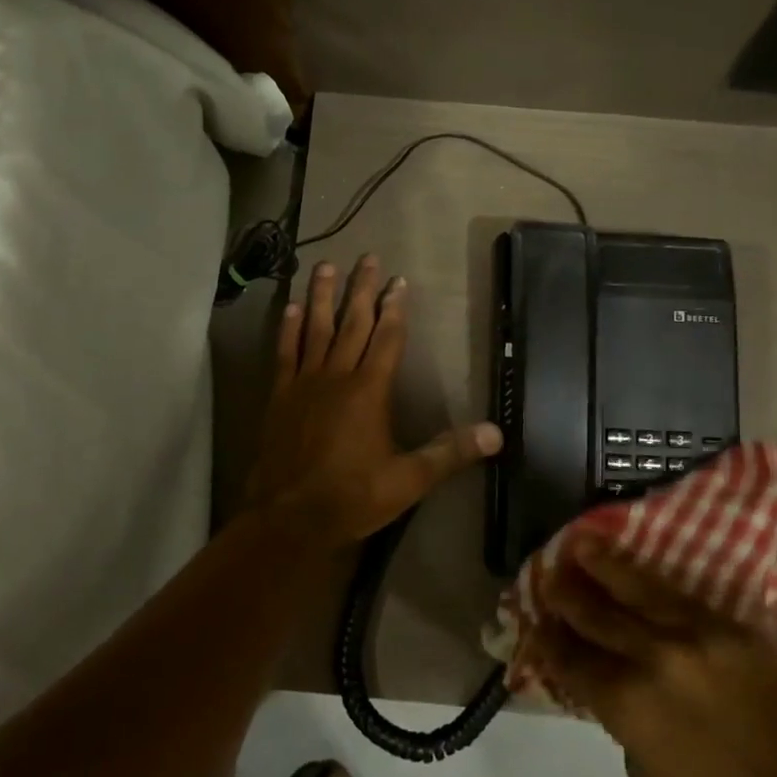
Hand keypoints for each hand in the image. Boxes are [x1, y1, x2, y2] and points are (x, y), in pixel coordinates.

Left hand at [247, 255, 502, 546]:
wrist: (289, 518)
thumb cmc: (352, 497)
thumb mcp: (408, 480)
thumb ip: (449, 452)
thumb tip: (496, 433)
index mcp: (370, 391)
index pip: (387, 338)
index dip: (395, 307)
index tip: (398, 280)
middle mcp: (337, 376)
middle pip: (353, 323)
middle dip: (362, 289)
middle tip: (367, 257)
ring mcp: (305, 383)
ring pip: (315, 328)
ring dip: (323, 296)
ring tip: (326, 265)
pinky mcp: (280, 395)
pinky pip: (285, 352)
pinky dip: (288, 328)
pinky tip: (292, 307)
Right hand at [532, 537, 776, 776]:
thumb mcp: (646, 773)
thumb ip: (621, 717)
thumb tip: (610, 681)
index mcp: (627, 702)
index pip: (573, 658)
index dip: (550, 638)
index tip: (536, 619)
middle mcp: (654, 657)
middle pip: (597, 613)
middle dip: (568, 593)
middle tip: (548, 572)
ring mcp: (697, 636)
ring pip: (638, 588)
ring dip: (605, 565)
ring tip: (581, 541)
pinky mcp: (733, 630)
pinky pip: (682, 597)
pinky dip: (652, 583)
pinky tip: (635, 568)